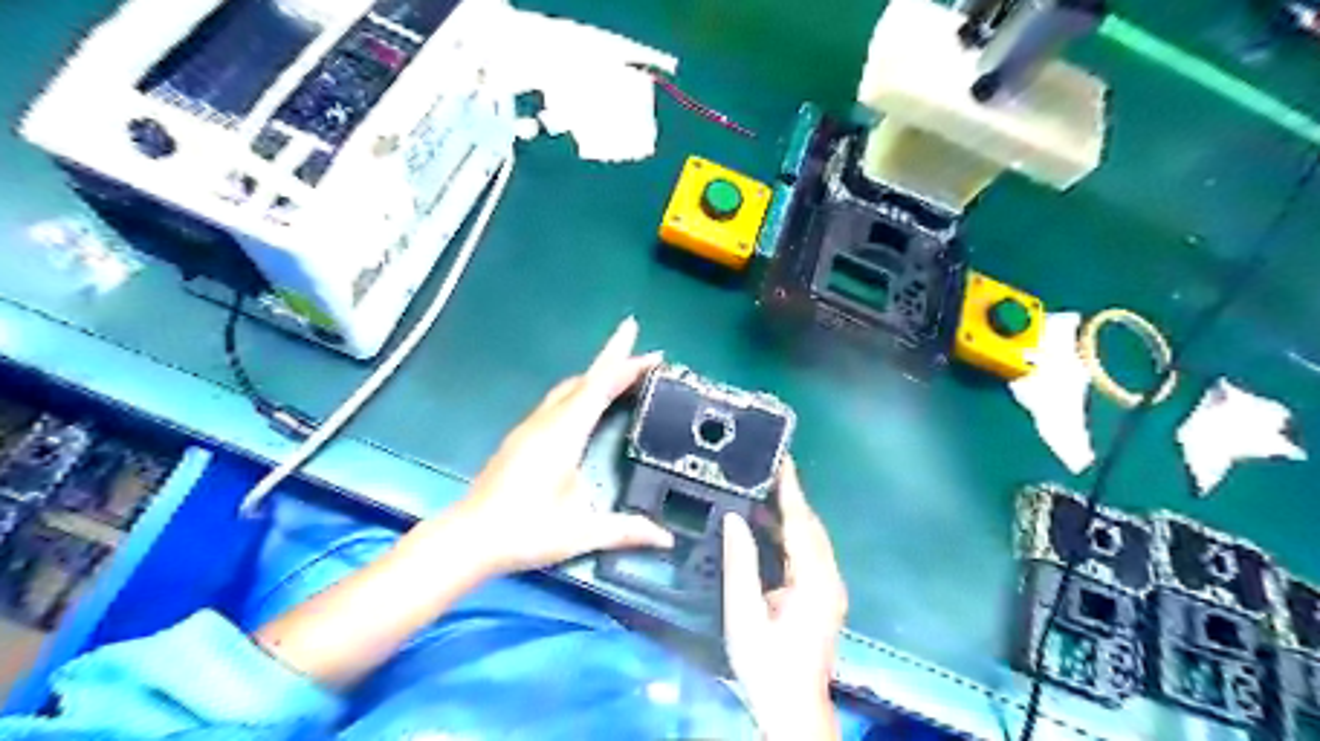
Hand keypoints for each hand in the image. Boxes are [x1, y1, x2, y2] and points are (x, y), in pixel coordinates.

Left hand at [443, 316, 675, 576]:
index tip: (634, 330)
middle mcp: (546, 422)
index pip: (596, 385)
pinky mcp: (522, 438)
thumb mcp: (580, 533)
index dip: (619, 358)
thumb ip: (625, 530)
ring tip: (625, 377)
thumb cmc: (523, 532)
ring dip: (597, 377)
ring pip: (568, 389)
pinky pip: (558, 402)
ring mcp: (530, 428)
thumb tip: (666, 539)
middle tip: (647, 359)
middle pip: (584, 381)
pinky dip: (582, 392)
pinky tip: (590, 406)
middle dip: (615, 363)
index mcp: (562, 435)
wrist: (468, 539)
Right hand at [719, 460, 844, 736]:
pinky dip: (789, 534)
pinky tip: (766, 526)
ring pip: (810, 539)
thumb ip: (740, 563)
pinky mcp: (822, 596)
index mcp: (814, 581)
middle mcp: (828, 578)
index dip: (790, 489)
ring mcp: (828, 588)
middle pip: (810, 526)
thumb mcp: (744, 615)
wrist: (792, 708)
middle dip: (790, 496)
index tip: (781, 460)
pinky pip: (806, 553)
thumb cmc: (766, 664)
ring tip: (761, 489)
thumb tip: (734, 518)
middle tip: (765, 468)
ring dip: (789, 514)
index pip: (801, 523)